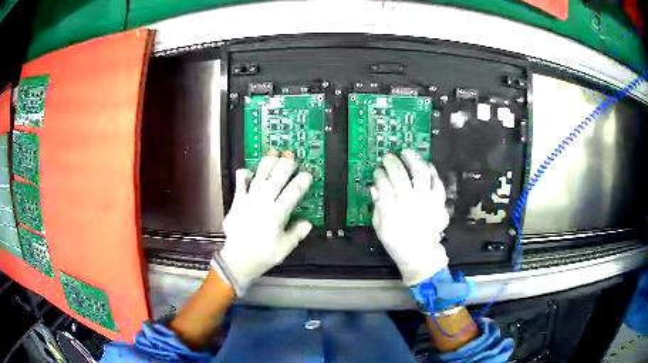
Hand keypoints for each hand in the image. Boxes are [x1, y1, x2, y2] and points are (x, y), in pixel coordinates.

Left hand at [211, 150, 312, 295]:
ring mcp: (249, 200)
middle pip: (277, 178)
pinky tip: (248, 170)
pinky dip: (243, 175)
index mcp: (278, 214)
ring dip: (267, 163)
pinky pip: (240, 183)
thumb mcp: (285, 247)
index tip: (307, 174)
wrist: (238, 259)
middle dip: (286, 165)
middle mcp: (264, 203)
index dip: (302, 180)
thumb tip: (307, 223)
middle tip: (291, 155)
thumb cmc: (263, 255)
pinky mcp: (237, 202)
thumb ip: (297, 233)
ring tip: (274, 153)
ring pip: (260, 176)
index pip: (293, 191)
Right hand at [371, 150, 449, 285]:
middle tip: (388, 157)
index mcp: (392, 209)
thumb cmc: (397, 242)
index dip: (379, 173)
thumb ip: (377, 205)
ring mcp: (426, 199)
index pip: (383, 182)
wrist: (420, 254)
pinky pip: (437, 181)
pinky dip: (431, 171)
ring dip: (412, 159)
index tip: (378, 171)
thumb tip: (375, 187)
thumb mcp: (380, 226)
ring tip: (407, 153)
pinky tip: (426, 165)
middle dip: (391, 162)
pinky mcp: (438, 201)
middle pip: (399, 173)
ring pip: (420, 172)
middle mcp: (409, 201)